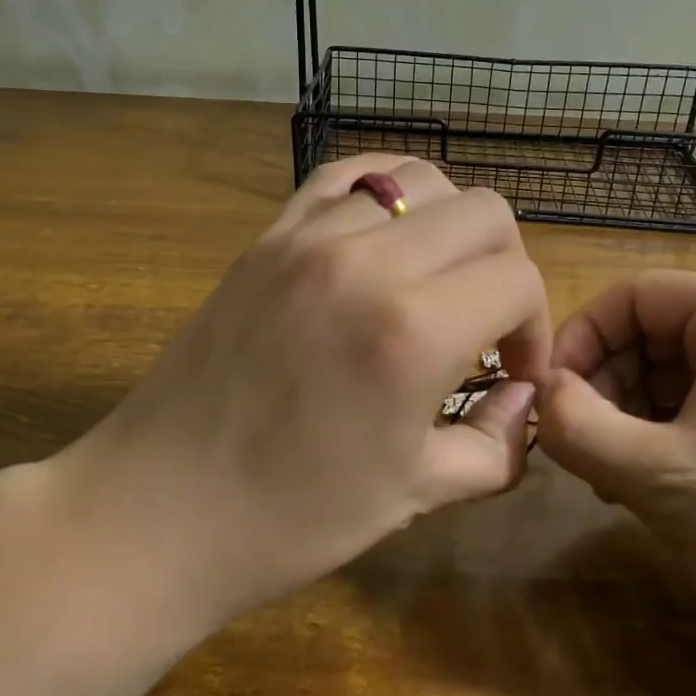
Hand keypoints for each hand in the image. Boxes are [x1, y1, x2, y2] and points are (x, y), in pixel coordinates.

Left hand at [62, 154, 548, 628]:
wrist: (161, 508)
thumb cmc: (290, 518)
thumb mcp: (415, 494)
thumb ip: (495, 444)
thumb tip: (524, 398)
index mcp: (412, 331)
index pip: (517, 280)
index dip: (534, 328)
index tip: (514, 373)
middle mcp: (367, 261)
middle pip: (485, 212)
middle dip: (504, 268)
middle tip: (484, 325)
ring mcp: (308, 237)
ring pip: (420, 180)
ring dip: (448, 229)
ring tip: (432, 282)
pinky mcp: (267, 236)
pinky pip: (346, 177)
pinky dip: (385, 194)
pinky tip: (385, 236)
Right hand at [535, 271, 695, 658]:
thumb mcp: (659, 477)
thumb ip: (577, 427)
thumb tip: (539, 396)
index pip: (631, 296)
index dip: (578, 342)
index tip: (546, 400)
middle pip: (650, 331)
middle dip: (603, 386)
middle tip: (576, 449)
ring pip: (670, 370)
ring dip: (627, 415)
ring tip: (608, 477)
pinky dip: (663, 432)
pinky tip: (648, 483)